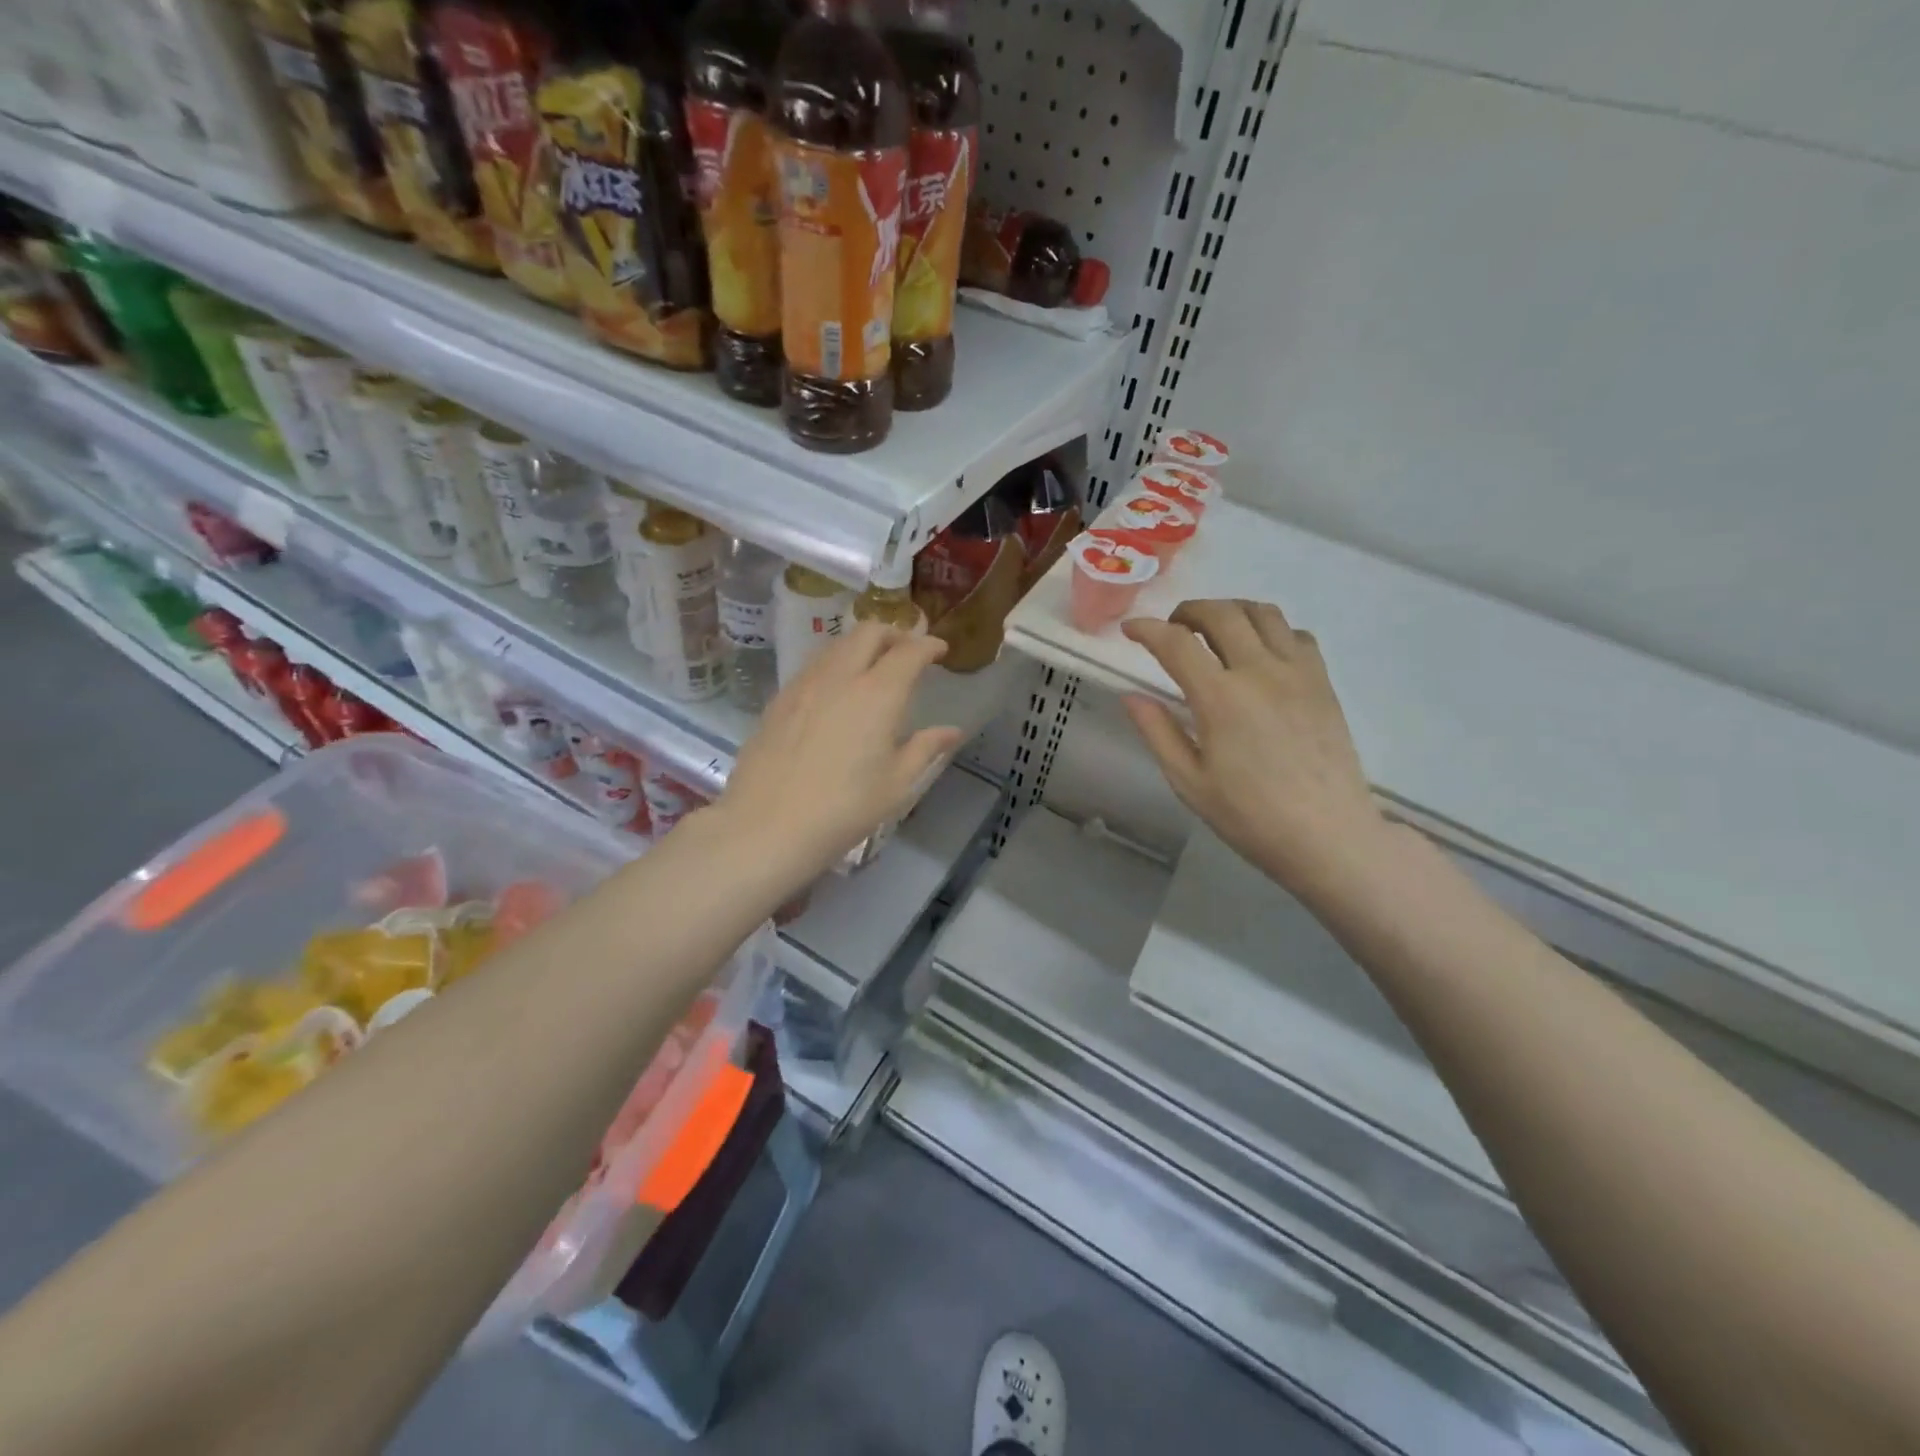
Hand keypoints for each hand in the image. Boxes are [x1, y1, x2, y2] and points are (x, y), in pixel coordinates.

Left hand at [719, 622, 962, 882]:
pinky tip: (835, 690)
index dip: (928, 645)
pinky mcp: (779, 699)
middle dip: (894, 633)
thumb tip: (951, 731)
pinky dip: (834, 664)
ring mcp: (804, 684)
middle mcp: (841, 676)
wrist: (768, 825)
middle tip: (907, 652)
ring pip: (837, 645)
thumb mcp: (896, 783)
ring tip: (872, 667)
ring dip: (861, 645)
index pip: (909, 652)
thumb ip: (925, 748)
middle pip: (869, 632)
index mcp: (878, 694)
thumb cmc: (844, 808)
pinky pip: (813, 666)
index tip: (939, 650)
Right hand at [1122, 599, 1385, 902]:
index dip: (1147, 628)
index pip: (1175, 643)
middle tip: (1173, 629)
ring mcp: (1297, 672)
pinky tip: (1259, 654)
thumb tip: (1131, 696)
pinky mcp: (1322, 681)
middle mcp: (1259, 671)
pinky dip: (1270, 630)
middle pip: (1221, 613)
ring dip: (1230, 611)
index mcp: (1220, 698)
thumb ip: (1158, 732)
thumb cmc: (1249, 815)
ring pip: (1262, 613)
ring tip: (1214, 632)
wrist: (1327, 835)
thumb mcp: (1188, 781)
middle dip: (1188, 611)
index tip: (1130, 629)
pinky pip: (1296, 634)